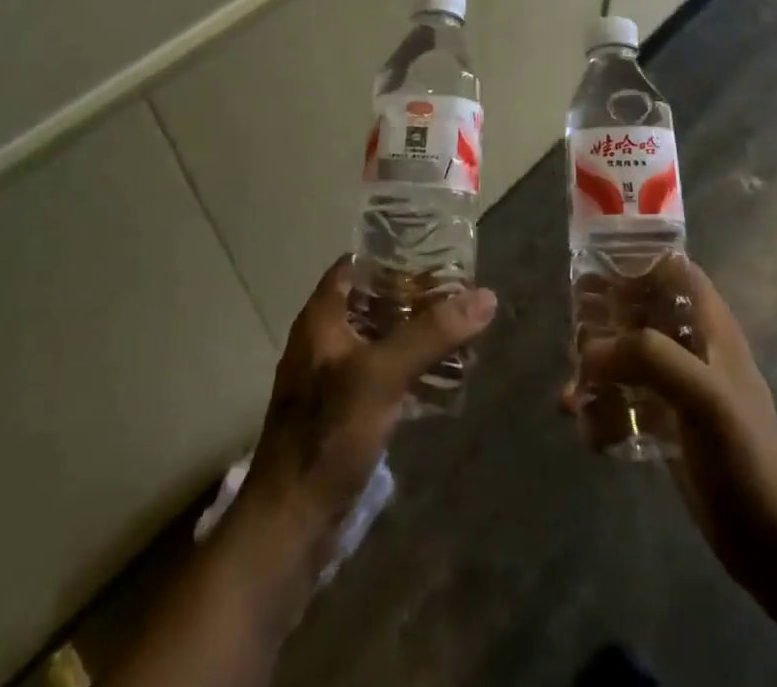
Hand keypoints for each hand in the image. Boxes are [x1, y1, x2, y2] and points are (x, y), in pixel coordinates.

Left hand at [239, 256, 498, 556]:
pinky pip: (382, 372)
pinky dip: (410, 366)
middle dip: (415, 295)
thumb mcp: (383, 375)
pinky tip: (443, 375)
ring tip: (461, 329)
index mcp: (322, 317)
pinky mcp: (343, 411)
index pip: (357, 264)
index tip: (437, 253)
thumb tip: (485, 296)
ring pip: (380, 337)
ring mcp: (332, 377)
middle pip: (373, 300)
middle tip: (460, 292)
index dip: (394, 254)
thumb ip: (432, 334)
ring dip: (416, 332)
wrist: (290, 523)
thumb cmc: (329, 434)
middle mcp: (324, 339)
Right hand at [566, 260, 776, 591]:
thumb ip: (649, 358)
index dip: (637, 262)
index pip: (672, 270)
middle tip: (576, 341)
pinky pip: (623, 399)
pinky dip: (602, 408)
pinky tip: (589, 430)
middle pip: (639, 310)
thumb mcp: (703, 395)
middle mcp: (692, 346)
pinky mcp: (665, 422)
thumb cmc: (744, 456)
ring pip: (625, 355)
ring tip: (575, 393)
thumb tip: (589, 352)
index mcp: (710, 326)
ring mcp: (678, 385)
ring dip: (596, 369)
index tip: (595, 270)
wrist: (769, 543)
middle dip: (604, 322)